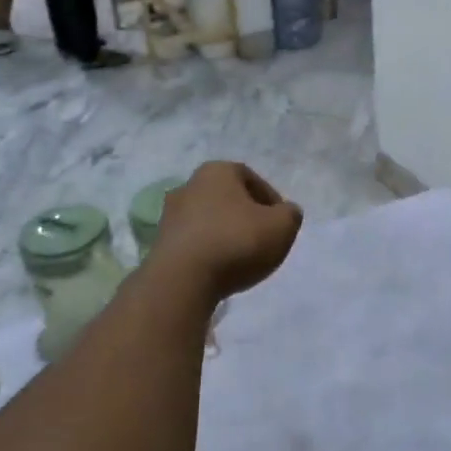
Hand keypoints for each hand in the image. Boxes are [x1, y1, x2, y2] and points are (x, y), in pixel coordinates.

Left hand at [152, 162, 303, 302]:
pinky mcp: (160, 242)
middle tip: (262, 238)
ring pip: (209, 219)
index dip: (271, 200)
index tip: (281, 222)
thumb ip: (290, 215)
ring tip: (241, 258)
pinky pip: (193, 241)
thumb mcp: (281, 227)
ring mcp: (170, 214)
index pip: (252, 179)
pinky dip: (208, 250)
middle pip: (228, 198)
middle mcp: (189, 185)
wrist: (182, 279)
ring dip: (225, 233)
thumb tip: (286, 212)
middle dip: (246, 215)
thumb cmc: (236, 242)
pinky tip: (219, 269)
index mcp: (217, 171)